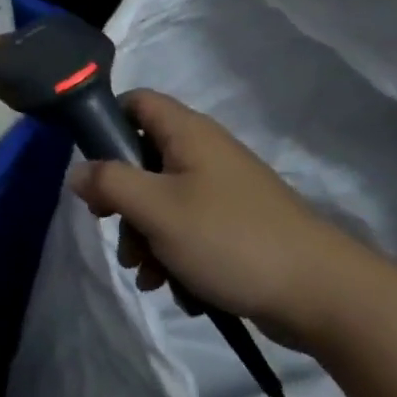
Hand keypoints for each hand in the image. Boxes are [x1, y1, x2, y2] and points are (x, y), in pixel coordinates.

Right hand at [66, 89, 373, 344]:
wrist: (320, 294)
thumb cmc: (229, 238)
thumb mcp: (157, 209)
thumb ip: (109, 184)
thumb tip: (75, 172)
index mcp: (187, 132)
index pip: (135, 101)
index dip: (107, 125)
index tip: (93, 168)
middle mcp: (204, 151)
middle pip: (143, 157)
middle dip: (123, 200)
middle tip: (115, 231)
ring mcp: (222, 189)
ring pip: (163, 199)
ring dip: (145, 235)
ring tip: (147, 275)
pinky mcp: (235, 224)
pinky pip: (188, 227)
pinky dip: (174, 252)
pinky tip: (174, 288)